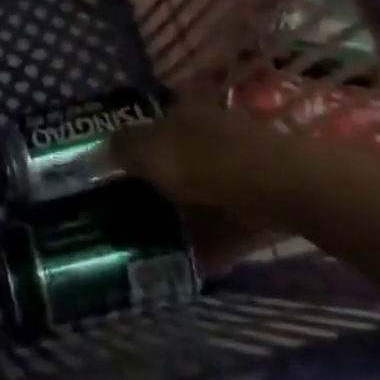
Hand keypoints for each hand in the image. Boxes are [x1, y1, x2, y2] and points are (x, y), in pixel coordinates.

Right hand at [114, 107, 301, 272]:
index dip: (131, 152)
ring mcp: (240, 168)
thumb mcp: (150, 152)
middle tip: (131, 217)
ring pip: (202, 195)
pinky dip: (212, 243)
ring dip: (184, 219)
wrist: (280, 188)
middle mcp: (211, 135)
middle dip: (156, 189)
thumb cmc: (205, 161)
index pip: (151, 128)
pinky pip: (228, 224)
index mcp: (183, 115)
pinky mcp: (262, 202)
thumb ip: (122, 150)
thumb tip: (99, 151)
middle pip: (176, 163)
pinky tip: (193, 265)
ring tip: (158, 248)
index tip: (113, 180)